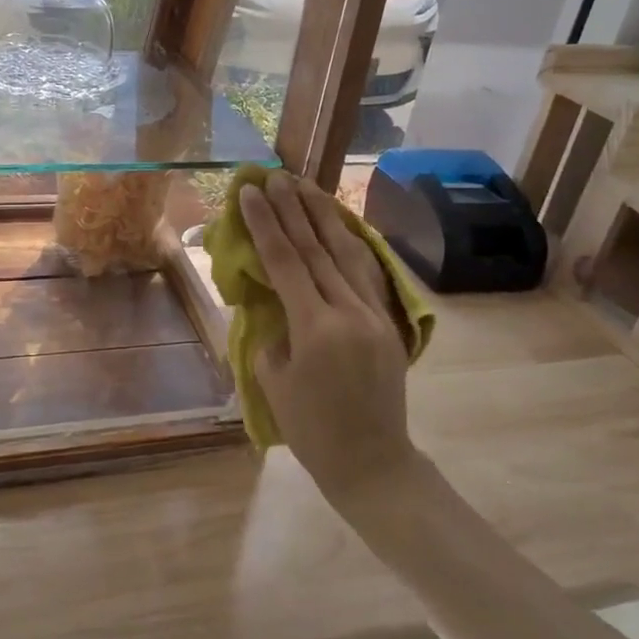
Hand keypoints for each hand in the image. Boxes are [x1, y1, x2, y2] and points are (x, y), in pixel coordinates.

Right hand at [240, 172, 416, 502]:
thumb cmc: (312, 430)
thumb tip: (273, 301)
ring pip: (348, 251)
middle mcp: (350, 311)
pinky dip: (348, 242)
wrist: (372, 462)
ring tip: (307, 186)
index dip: (265, 223)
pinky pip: (365, 272)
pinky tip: (338, 225)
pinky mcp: (388, 322)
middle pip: (318, 247)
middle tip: (275, 175)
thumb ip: (272, 332)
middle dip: (294, 207)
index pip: (286, 261)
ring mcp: (375, 314)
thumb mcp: (274, 380)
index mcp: (317, 327)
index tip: (250, 192)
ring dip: (325, 215)